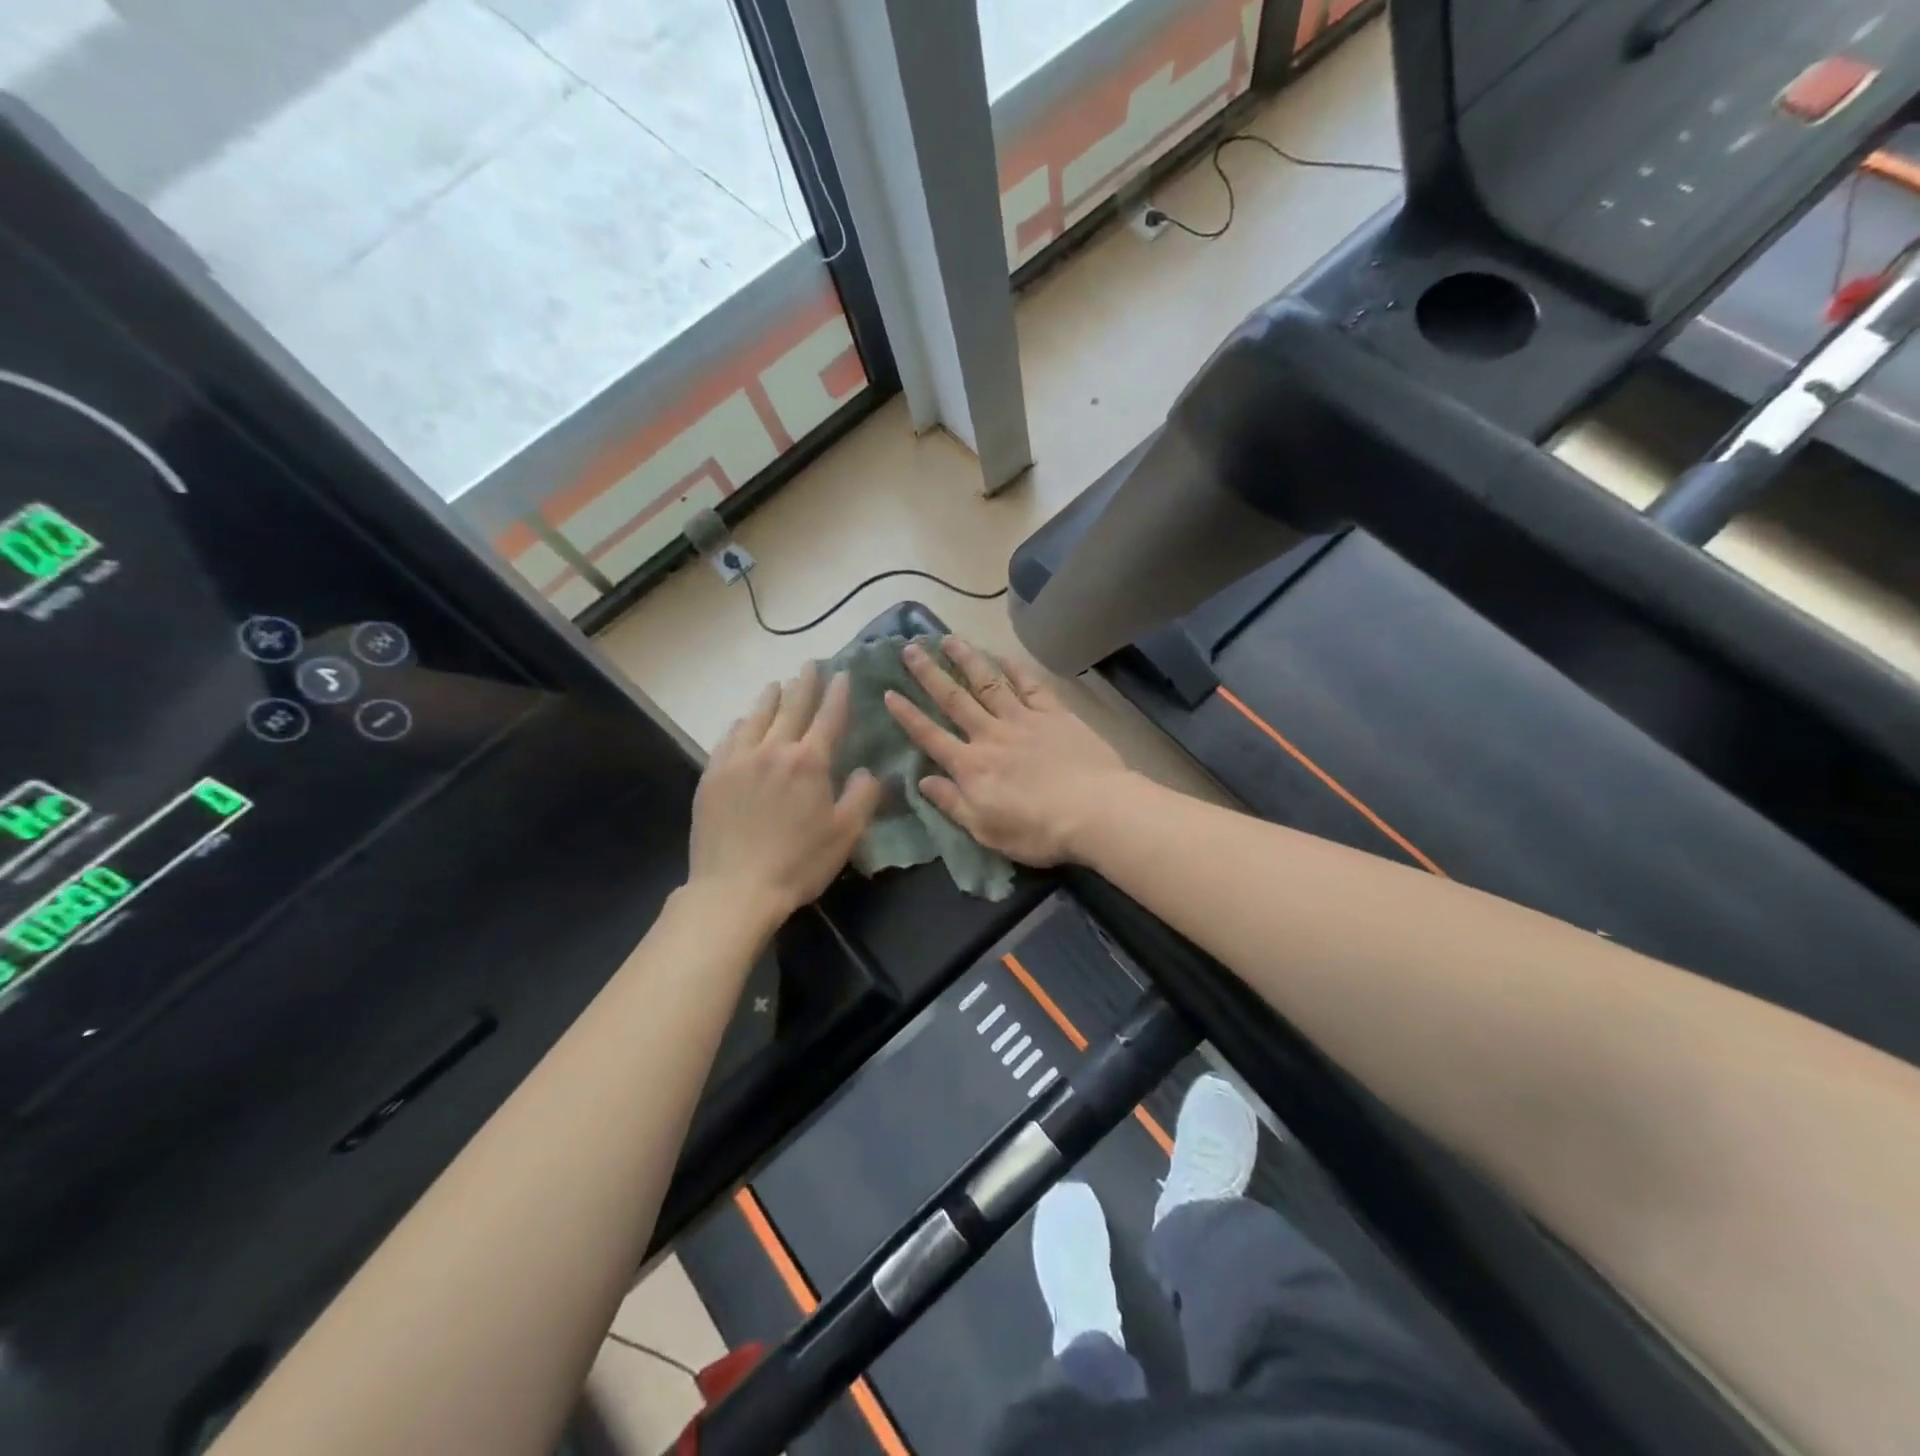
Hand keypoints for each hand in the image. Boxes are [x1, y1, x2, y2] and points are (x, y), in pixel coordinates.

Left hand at [690, 663, 883, 925]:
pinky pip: (728, 738)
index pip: (828, 717)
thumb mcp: (846, 834)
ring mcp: (738, 760)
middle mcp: (773, 750)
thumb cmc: (798, 863)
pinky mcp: (712, 775)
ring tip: (777, 685)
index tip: (842, 674)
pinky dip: (741, 723)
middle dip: (804, 684)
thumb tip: (869, 770)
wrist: (734, 889)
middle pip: (791, 707)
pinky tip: (743, 721)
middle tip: (810, 665)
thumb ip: (863, 796)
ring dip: (770, 697)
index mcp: (809, 762)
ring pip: (756, 716)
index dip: (837, 693)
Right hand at [884, 637, 1130, 865]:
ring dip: (967, 660)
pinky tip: (1002, 655)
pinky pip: (1030, 686)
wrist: (1094, 811)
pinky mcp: (1054, 714)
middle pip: (954, 699)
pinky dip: (1014, 669)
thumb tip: (922, 781)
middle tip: (910, 648)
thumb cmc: (1037, 831)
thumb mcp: (985, 830)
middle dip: (929, 674)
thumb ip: (952, 803)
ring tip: (949, 638)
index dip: (907, 715)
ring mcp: (1023, 720)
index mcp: (971, 766)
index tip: (889, 692)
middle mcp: (990, 735)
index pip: (930, 736)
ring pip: (988, 683)